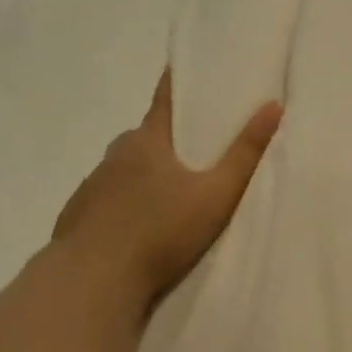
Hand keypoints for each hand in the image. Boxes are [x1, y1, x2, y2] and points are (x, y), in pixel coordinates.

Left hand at [53, 69, 282, 313]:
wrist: (93, 280)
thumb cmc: (160, 232)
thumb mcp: (216, 194)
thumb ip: (245, 154)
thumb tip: (273, 106)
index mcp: (148, 140)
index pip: (165, 99)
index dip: (178, 82)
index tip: (189, 71)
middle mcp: (115, 154)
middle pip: (146, 136)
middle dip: (169, 139)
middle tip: (197, 151)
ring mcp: (92, 185)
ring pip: (125, 169)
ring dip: (146, 174)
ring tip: (171, 196)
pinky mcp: (78, 215)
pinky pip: (107, 199)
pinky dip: (125, 203)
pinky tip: (139, 225)